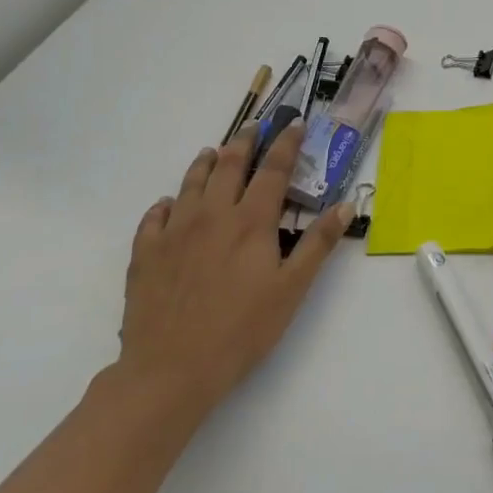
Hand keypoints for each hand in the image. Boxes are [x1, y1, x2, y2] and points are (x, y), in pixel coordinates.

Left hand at [115, 123, 351, 420]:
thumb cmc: (242, 330)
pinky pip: (155, 215)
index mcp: (251, 221)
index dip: (286, 144)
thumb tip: (346, 205)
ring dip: (205, 162)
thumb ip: (318, 244)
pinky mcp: (146, 253)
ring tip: (213, 151)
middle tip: (255, 126)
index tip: (296, 124)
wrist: (170, 368)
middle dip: (245, 142)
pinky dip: (167, 202)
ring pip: (190, 183)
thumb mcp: (292, 289)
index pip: (273, 170)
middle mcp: (211, 215)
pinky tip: (169, 204)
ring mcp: (174, 232)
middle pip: (229, 166)